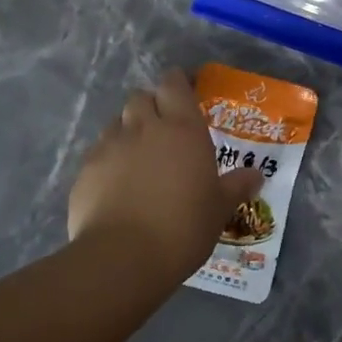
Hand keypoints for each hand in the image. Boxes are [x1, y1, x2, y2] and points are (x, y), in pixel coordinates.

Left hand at [68, 70, 262, 281]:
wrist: (123, 257)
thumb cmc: (183, 227)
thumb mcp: (219, 209)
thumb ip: (236, 187)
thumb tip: (256, 175)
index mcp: (182, 128)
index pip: (174, 84)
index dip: (177, 84)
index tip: (184, 93)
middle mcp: (144, 127)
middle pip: (141, 98)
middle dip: (151, 106)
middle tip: (163, 130)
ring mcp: (110, 146)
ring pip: (117, 123)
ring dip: (128, 131)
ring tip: (138, 159)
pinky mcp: (85, 169)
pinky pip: (99, 152)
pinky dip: (109, 159)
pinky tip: (116, 185)